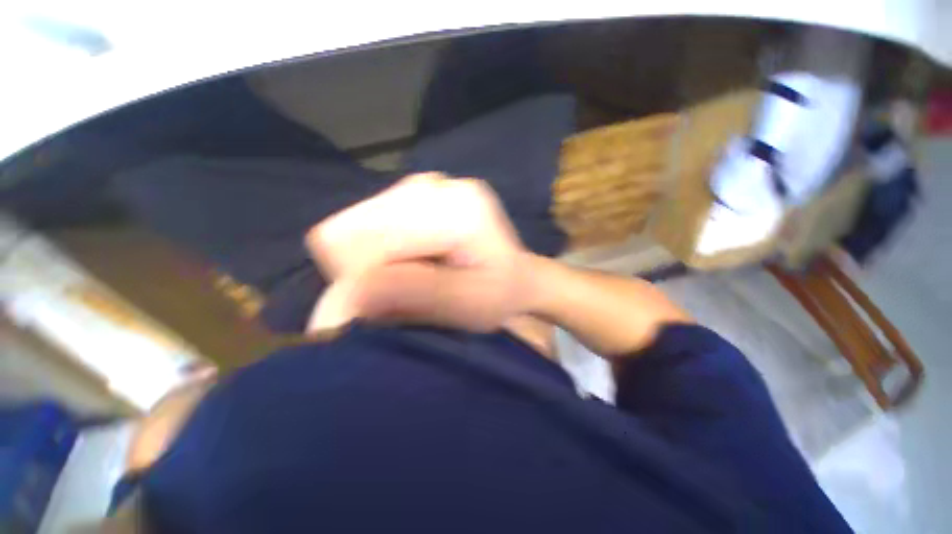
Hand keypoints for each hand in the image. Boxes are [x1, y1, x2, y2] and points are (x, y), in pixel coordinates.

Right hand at [305, 173, 531, 332]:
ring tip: (413, 277)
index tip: (382, 306)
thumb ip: (410, 294)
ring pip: (357, 226)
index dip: (357, 280)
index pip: (359, 237)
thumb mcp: (466, 304)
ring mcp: (424, 184)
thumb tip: (339, 301)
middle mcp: (435, 185)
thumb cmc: (500, 295)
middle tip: (402, 292)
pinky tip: (414, 261)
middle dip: (365, 271)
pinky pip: (371, 224)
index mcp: (455, 208)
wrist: (517, 276)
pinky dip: (382, 250)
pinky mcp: (416, 192)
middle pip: (352, 229)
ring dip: (374, 262)